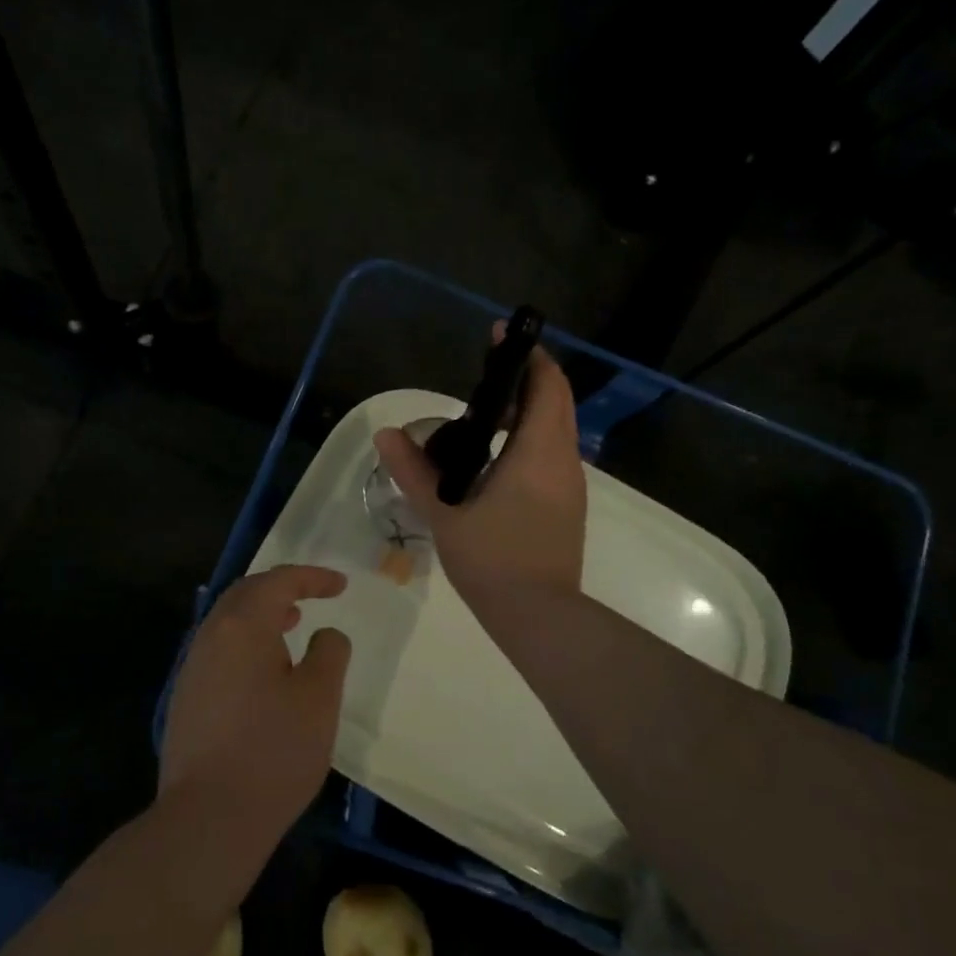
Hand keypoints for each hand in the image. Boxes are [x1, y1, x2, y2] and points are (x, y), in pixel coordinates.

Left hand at [158, 564, 351, 839]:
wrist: (208, 819)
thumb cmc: (274, 751)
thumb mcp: (319, 699)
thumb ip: (329, 653)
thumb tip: (325, 635)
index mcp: (242, 626)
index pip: (278, 582)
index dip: (312, 578)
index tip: (340, 586)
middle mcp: (210, 637)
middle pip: (245, 594)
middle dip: (281, 588)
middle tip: (312, 596)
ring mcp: (192, 669)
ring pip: (228, 622)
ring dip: (262, 615)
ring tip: (291, 625)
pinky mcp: (186, 699)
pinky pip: (219, 650)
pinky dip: (246, 642)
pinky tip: (264, 671)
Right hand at [373, 332, 585, 606]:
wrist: (538, 618)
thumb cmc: (493, 560)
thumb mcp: (445, 514)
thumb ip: (414, 472)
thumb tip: (386, 435)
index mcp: (539, 453)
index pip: (546, 386)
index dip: (528, 356)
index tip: (501, 337)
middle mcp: (564, 461)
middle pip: (555, 402)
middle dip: (527, 379)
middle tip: (486, 372)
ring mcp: (569, 485)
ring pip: (556, 430)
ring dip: (530, 410)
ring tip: (486, 410)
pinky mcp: (566, 506)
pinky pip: (552, 454)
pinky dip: (531, 438)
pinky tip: (496, 456)